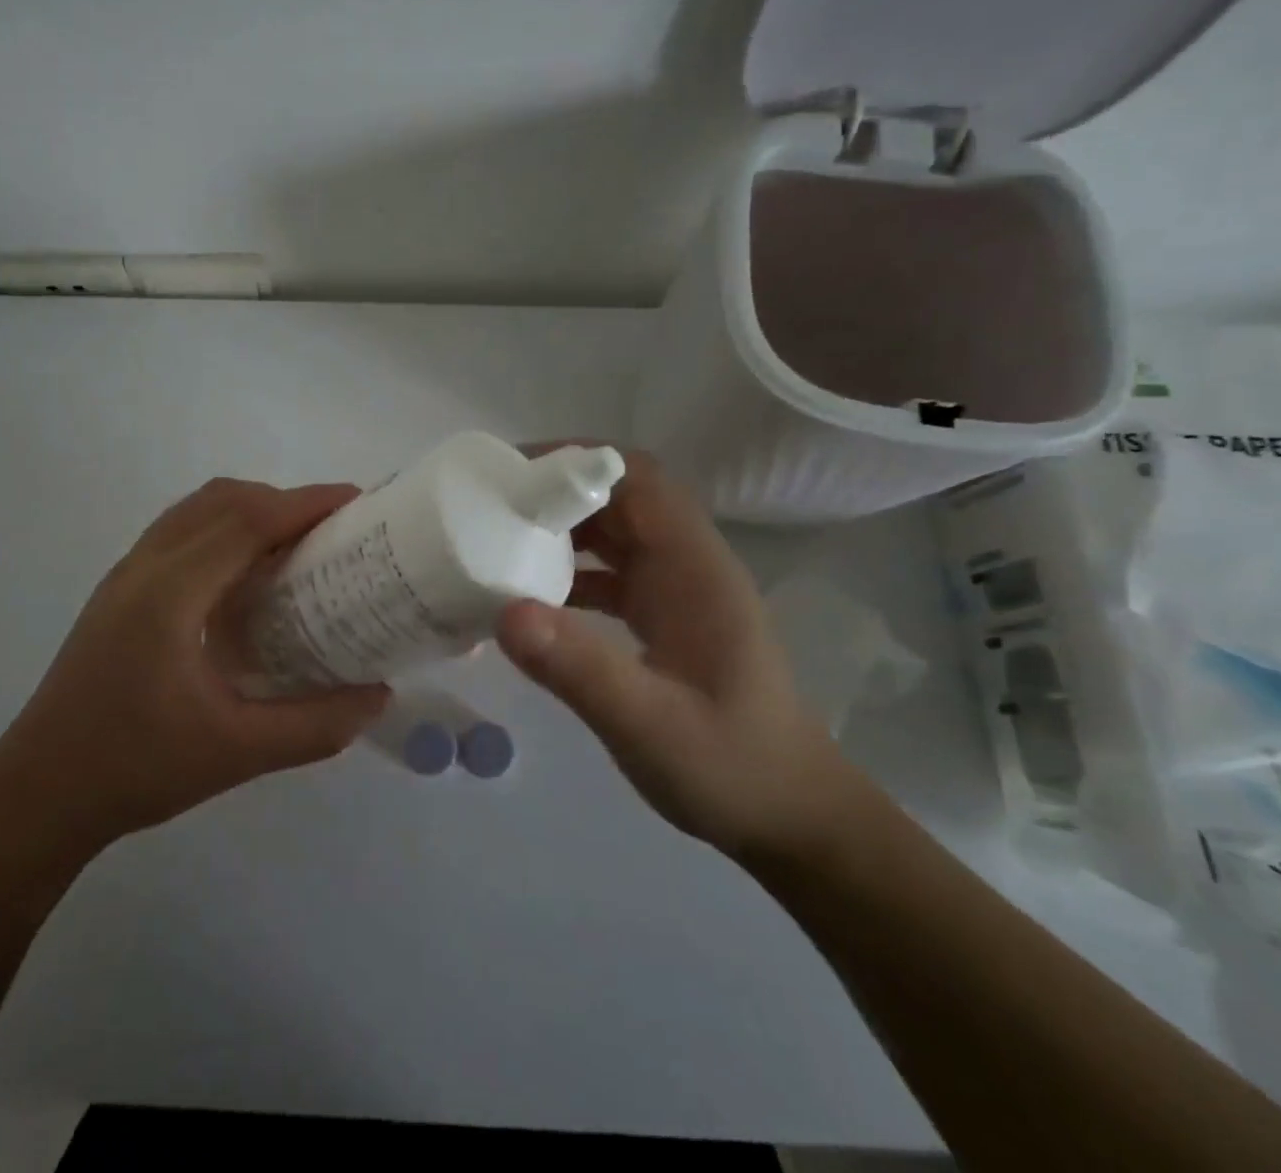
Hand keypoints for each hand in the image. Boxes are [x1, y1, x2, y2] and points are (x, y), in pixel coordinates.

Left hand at [0, 478, 390, 854]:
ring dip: (249, 510)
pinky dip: (222, 528)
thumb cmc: (135, 769)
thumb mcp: (236, 753)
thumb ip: (314, 725)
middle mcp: (144, 567)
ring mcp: (125, 575)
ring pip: (195, 510)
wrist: (38, 792)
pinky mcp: (117, 591)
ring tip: (295, 545)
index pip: (246, 521)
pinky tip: (243, 576)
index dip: (304, 503)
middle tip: (332, 530)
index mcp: (170, 595)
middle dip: (283, 501)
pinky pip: (179, 532)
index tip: (355, 502)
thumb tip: (378, 696)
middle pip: (222, 501)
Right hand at [496, 447, 866, 862]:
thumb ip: (581, 669)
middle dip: (557, 493)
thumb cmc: (732, 767)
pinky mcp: (664, 618)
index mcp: (695, 568)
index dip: (578, 461)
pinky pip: (610, 574)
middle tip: (489, 506)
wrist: (792, 819)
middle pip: (620, 498)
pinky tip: (529, 599)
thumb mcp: (650, 725)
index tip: (513, 473)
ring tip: (498, 542)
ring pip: (614, 534)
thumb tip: (506, 611)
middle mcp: (688, 565)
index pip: (639, 479)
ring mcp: (677, 592)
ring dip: (561, 531)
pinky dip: (570, 573)